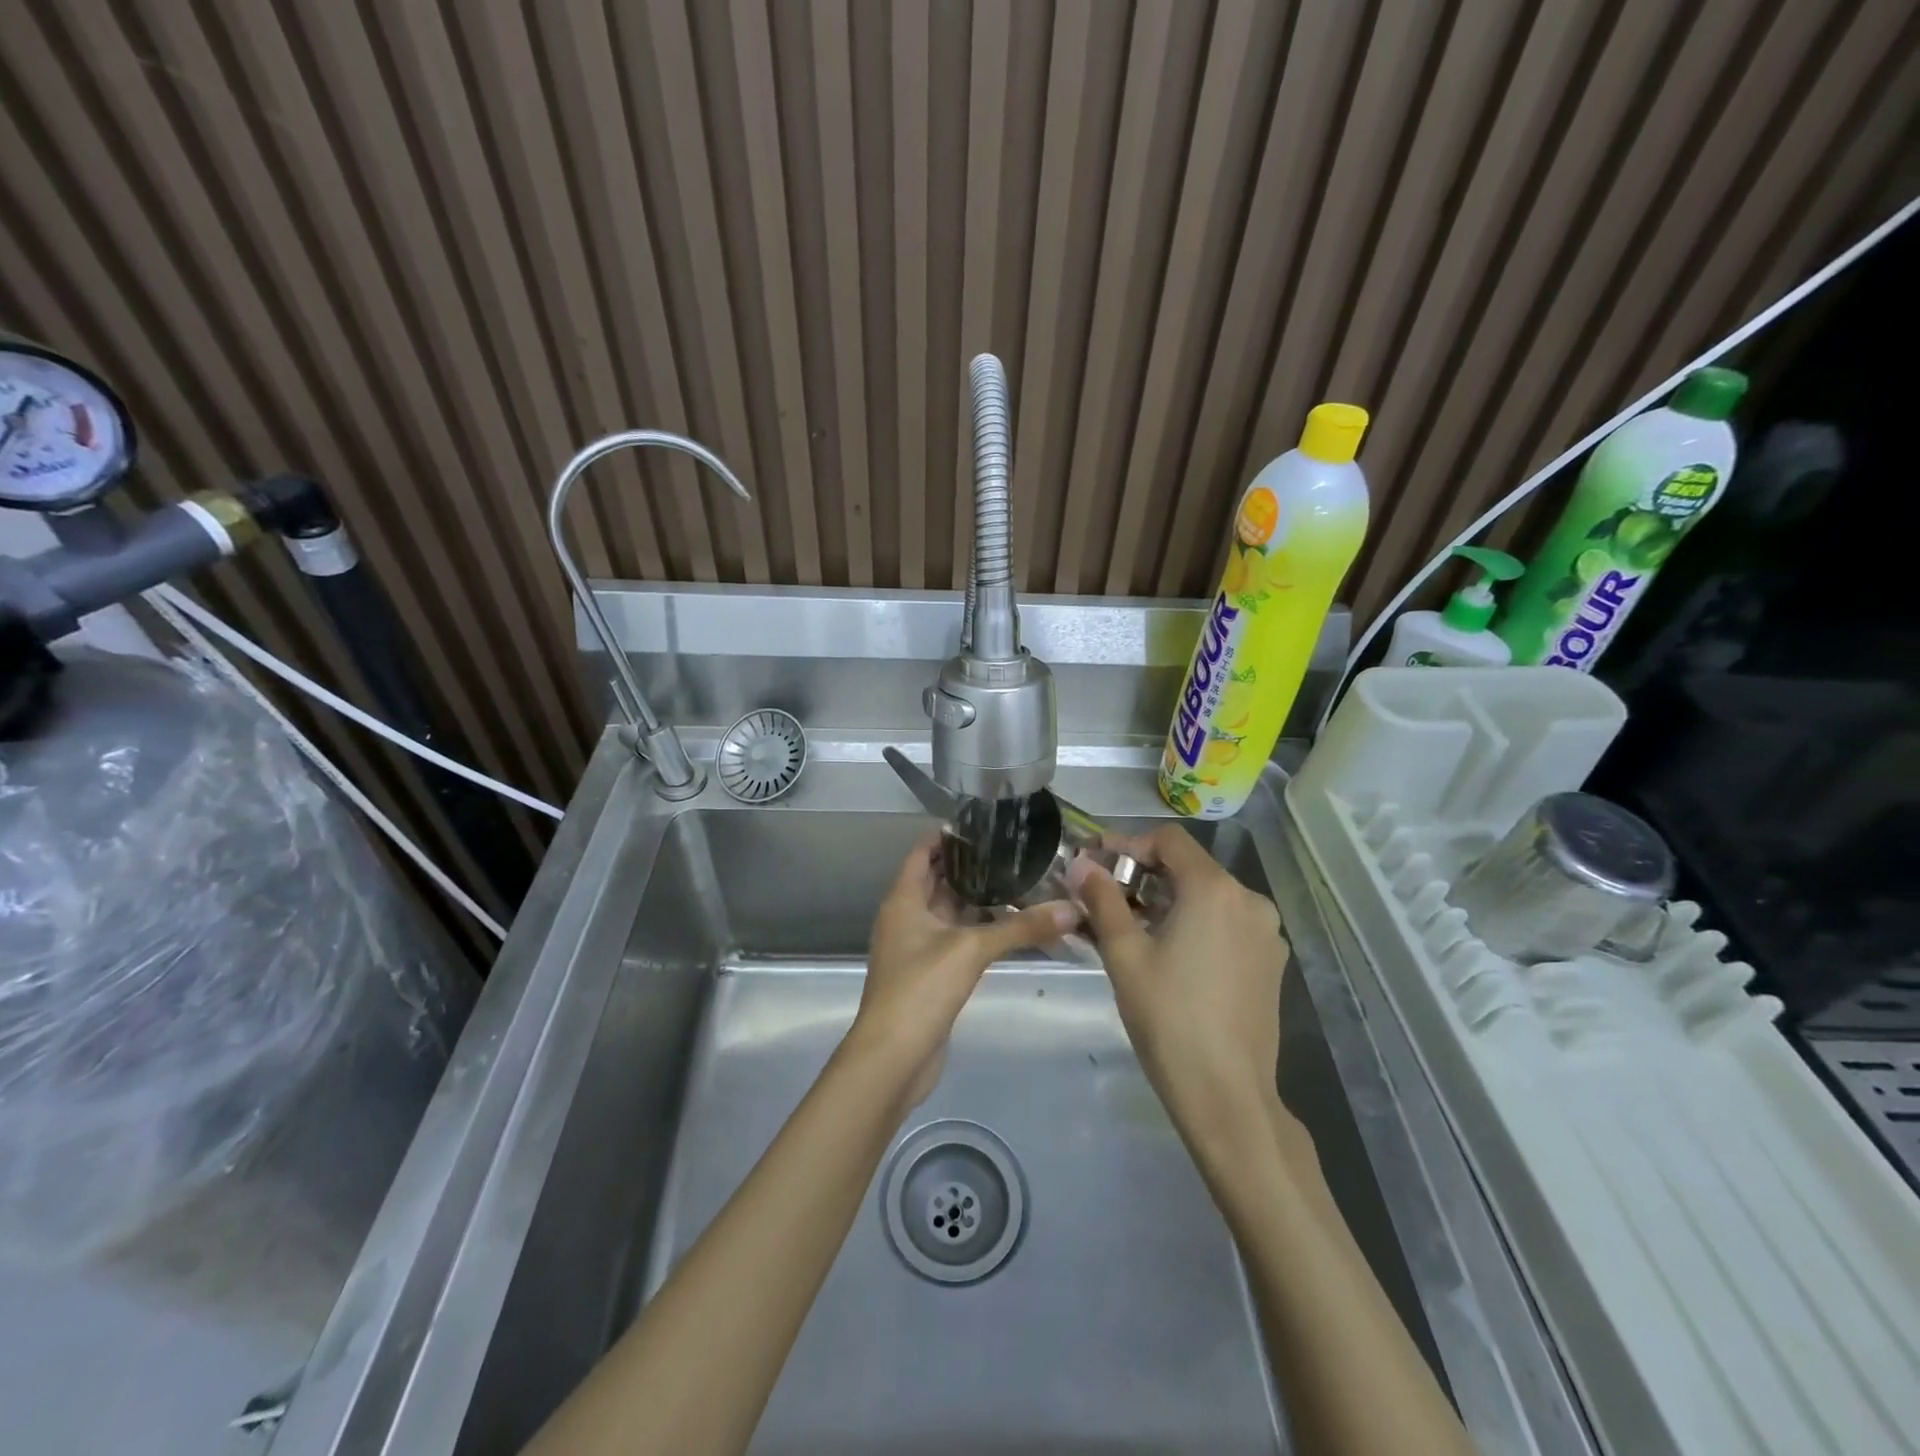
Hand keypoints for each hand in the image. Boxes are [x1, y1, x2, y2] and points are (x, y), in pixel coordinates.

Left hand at [845, 834, 1077, 1104]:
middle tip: (1013, 851)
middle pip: (937, 880)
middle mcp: (906, 918)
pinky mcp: (928, 974)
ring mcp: (916, 948)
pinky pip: (954, 940)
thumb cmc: (921, 988)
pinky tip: (1007, 926)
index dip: (948, 836)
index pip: (923, 853)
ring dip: (976, 899)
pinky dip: (976, 930)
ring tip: (1018, 881)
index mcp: (904, 900)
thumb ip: (1021, 928)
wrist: (893, 1057)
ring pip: (948, 912)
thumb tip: (1071, 909)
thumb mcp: (972, 949)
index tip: (984, 824)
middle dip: (970, 867)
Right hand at [1070, 825, 1288, 1131]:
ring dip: (1169, 901)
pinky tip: (1170, 953)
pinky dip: (1195, 924)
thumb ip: (1102, 899)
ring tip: (1132, 927)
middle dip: (1145, 874)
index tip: (1096, 863)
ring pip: (1210, 897)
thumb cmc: (1168, 1017)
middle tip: (1106, 897)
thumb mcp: (1124, 954)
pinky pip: (1227, 924)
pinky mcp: (1271, 962)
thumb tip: (1080, 864)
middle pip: (1191, 867)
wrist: (1227, 1094)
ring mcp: (1267, 933)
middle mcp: (1250, 900)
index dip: (1129, 844)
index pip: (1169, 840)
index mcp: (1215, 889)